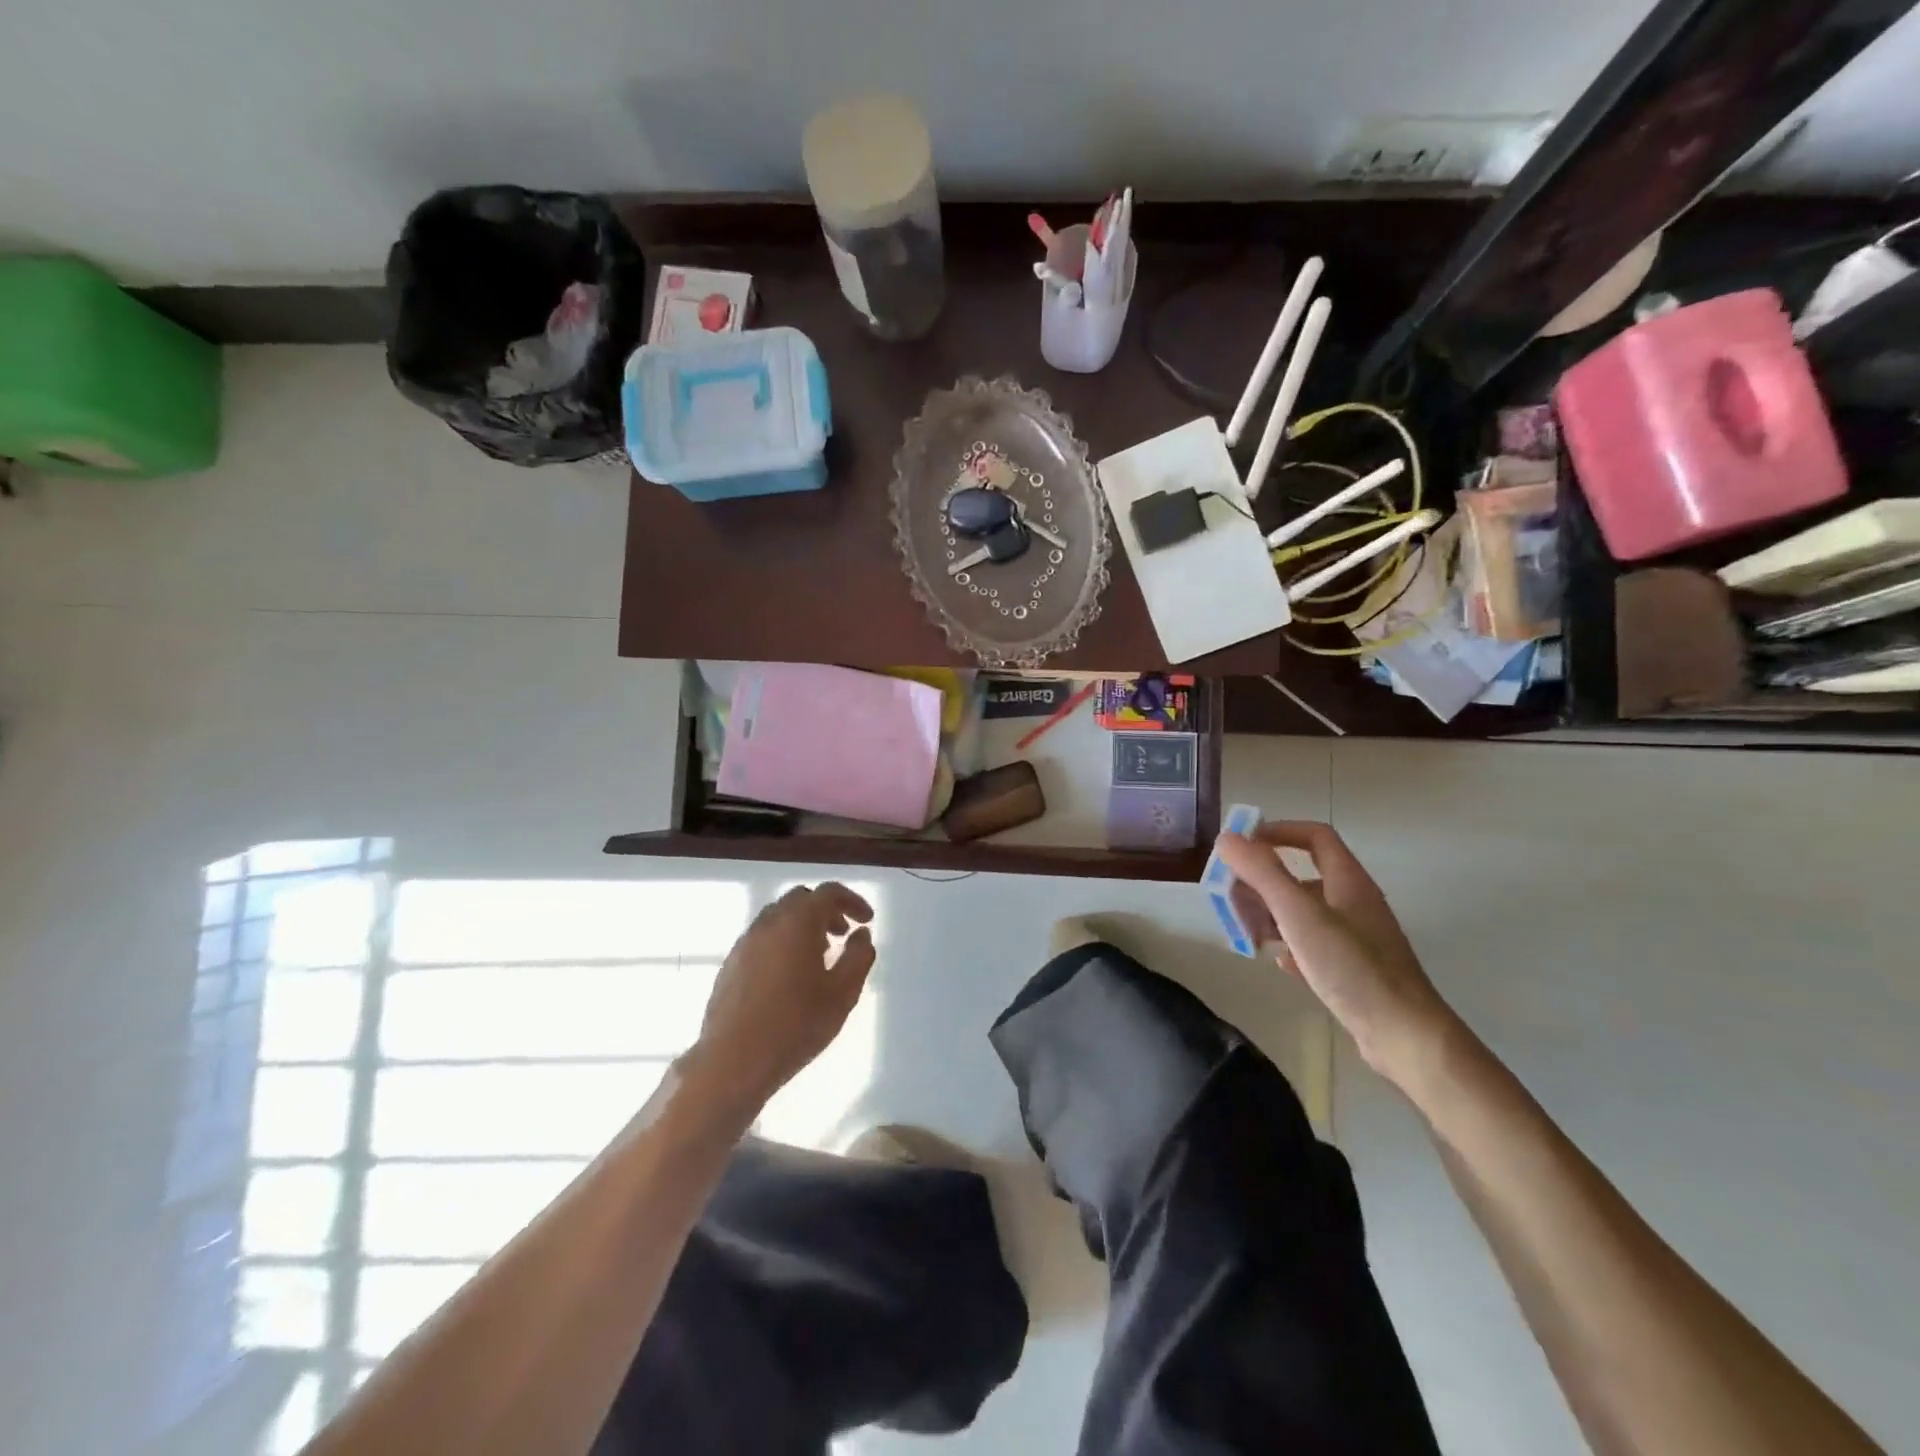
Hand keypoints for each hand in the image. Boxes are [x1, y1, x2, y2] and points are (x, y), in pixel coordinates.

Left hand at [686, 883, 876, 1112]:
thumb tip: (861, 934)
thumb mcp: (843, 993)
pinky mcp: (730, 965)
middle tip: (843, 936)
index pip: (828, 893)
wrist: (733, 1062)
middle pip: (801, 900)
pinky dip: (782, 942)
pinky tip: (790, 977)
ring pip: (778, 918)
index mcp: (797, 922)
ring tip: (818, 958)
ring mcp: (744, 943)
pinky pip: (762, 939)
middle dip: (826, 911)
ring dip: (802, 927)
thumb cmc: (796, 1025)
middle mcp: (768, 923)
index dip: (852, 901)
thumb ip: (859, 956)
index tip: (867, 921)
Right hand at [1215, 821, 1461, 1086]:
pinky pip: (1315, 945)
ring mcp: (1358, 937)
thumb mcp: (1299, 914)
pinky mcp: (1356, 969)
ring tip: (1248, 932)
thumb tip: (1227, 838)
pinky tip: (1279, 962)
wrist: (1405, 1036)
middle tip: (1233, 897)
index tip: (1243, 844)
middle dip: (1264, 881)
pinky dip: (1291, 945)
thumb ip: (1263, 873)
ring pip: (1306, 912)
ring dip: (1273, 914)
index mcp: (1348, 881)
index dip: (1278, 832)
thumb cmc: (1352, 967)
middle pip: (1303, 876)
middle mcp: (1355, 902)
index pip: (1314, 836)